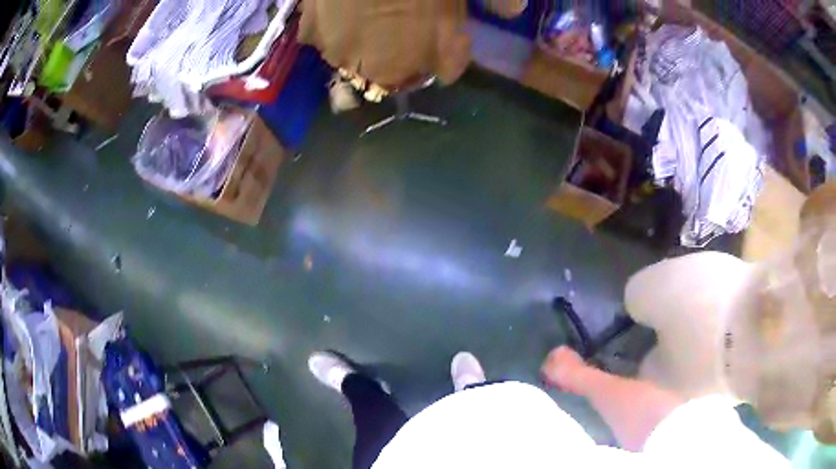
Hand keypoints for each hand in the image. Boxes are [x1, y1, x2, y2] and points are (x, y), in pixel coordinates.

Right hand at [541, 346, 589, 394]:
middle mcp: (569, 351)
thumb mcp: (546, 371)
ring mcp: (577, 358)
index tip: (544, 378)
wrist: (579, 379)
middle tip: (550, 383)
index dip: (545, 369)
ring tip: (558, 387)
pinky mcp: (582, 367)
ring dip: (561, 377)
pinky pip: (571, 374)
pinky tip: (566, 387)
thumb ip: (543, 369)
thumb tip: (544, 371)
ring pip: (565, 369)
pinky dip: (568, 379)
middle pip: (557, 363)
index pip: (548, 358)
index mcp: (559, 349)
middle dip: (554, 373)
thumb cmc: (560, 373)